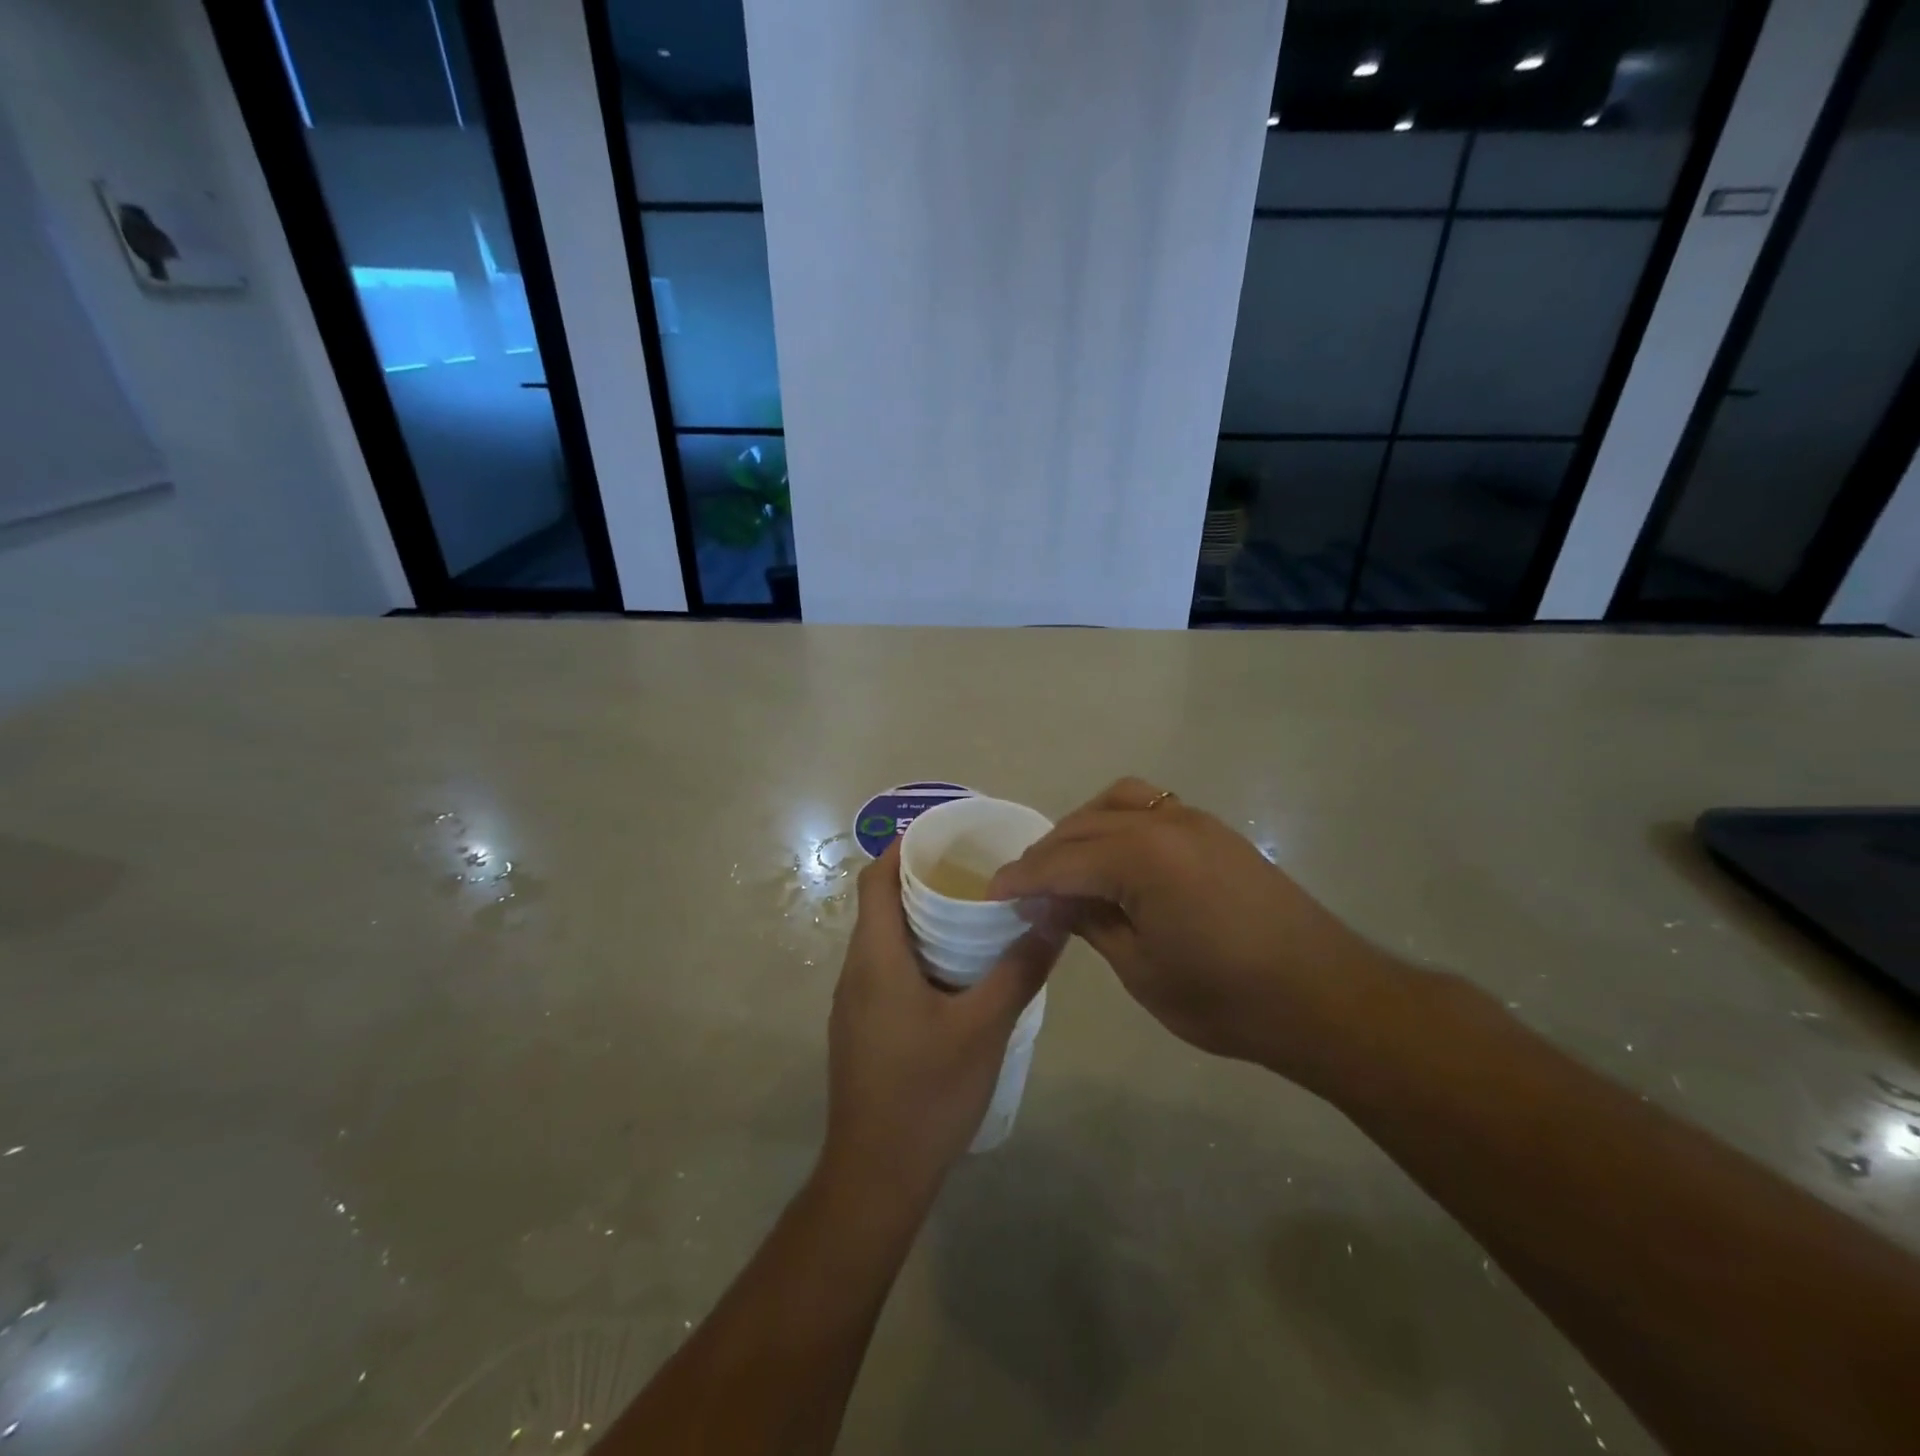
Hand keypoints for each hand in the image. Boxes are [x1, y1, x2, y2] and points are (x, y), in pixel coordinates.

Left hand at [823, 842, 1059, 1194]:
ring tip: (974, 912)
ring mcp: (854, 1002)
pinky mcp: (862, 1027)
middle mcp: (856, 969)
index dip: (903, 845)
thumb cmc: (927, 1093)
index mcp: (875, 956)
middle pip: (880, 902)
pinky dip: (917, 952)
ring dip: (922, 917)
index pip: (874, 877)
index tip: (947, 833)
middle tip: (977, 870)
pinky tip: (958, 971)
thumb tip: (1054, 915)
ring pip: (884, 938)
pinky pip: (886, 968)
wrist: (876, 1176)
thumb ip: (1020, 968)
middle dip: (923, 878)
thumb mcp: (986, 1027)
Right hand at [989, 778, 1386, 1078]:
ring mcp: (1193, 820)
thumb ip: (1089, 922)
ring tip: (1067, 866)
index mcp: (1140, 857)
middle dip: (1046, 854)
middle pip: (1082, 825)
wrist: (1325, 998)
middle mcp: (1163, 822)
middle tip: (1024, 890)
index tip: (992, 895)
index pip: (1060, 861)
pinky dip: (1117, 824)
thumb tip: (1049, 901)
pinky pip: (1150, 808)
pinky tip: (1115, 860)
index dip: (1021, 879)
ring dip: (1082, 828)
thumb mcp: (1141, 969)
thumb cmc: (1226, 997)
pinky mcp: (1214, 831)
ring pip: (1116, 803)